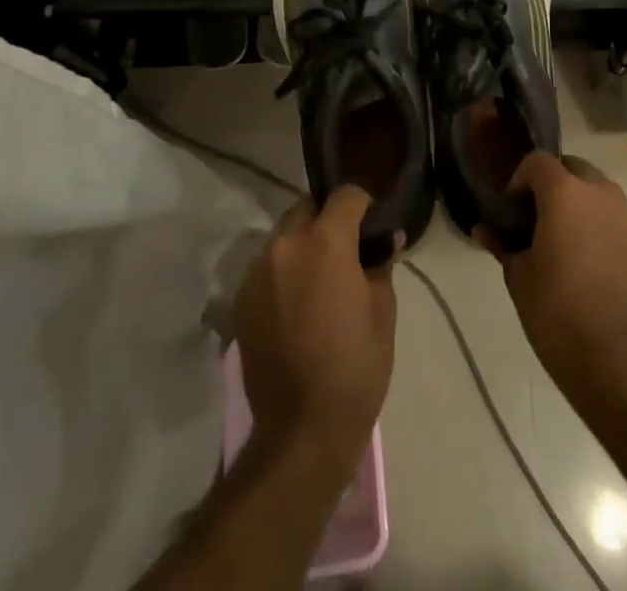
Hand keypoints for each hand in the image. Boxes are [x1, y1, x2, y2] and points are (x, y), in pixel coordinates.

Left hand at [235, 186, 396, 469]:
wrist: (301, 430)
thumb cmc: (355, 367)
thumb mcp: (383, 311)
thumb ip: (380, 264)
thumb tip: (386, 239)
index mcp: (325, 241)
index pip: (345, 195)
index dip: (363, 204)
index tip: (373, 223)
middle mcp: (285, 245)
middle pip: (307, 209)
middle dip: (327, 218)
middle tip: (346, 248)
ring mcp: (257, 272)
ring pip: (284, 237)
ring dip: (302, 244)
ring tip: (319, 277)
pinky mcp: (241, 300)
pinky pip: (267, 268)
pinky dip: (283, 271)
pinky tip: (296, 303)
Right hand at [487, 153, 626, 403]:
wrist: (620, 364)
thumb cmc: (558, 315)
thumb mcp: (519, 279)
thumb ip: (502, 245)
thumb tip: (484, 229)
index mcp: (565, 193)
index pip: (537, 162)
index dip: (520, 179)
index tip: (512, 210)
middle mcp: (601, 192)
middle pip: (572, 169)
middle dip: (553, 185)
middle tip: (538, 221)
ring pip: (599, 192)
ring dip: (581, 204)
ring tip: (568, 242)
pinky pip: (619, 218)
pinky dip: (604, 226)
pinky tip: (595, 262)